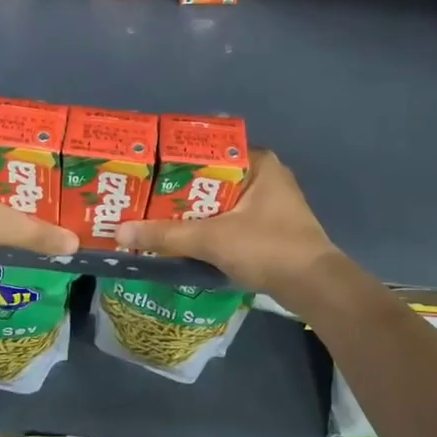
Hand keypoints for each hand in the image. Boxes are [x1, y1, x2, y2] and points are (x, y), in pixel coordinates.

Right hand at [115, 151, 336, 293]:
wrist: (315, 288)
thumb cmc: (268, 248)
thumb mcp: (212, 239)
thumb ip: (167, 235)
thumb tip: (121, 232)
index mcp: (259, 162)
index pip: (211, 149)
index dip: (179, 158)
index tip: (149, 168)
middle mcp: (267, 175)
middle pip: (214, 176)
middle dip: (182, 188)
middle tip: (145, 194)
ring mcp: (272, 203)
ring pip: (222, 200)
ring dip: (195, 210)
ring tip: (157, 215)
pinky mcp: (271, 227)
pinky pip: (232, 218)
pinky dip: (211, 226)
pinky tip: (186, 237)